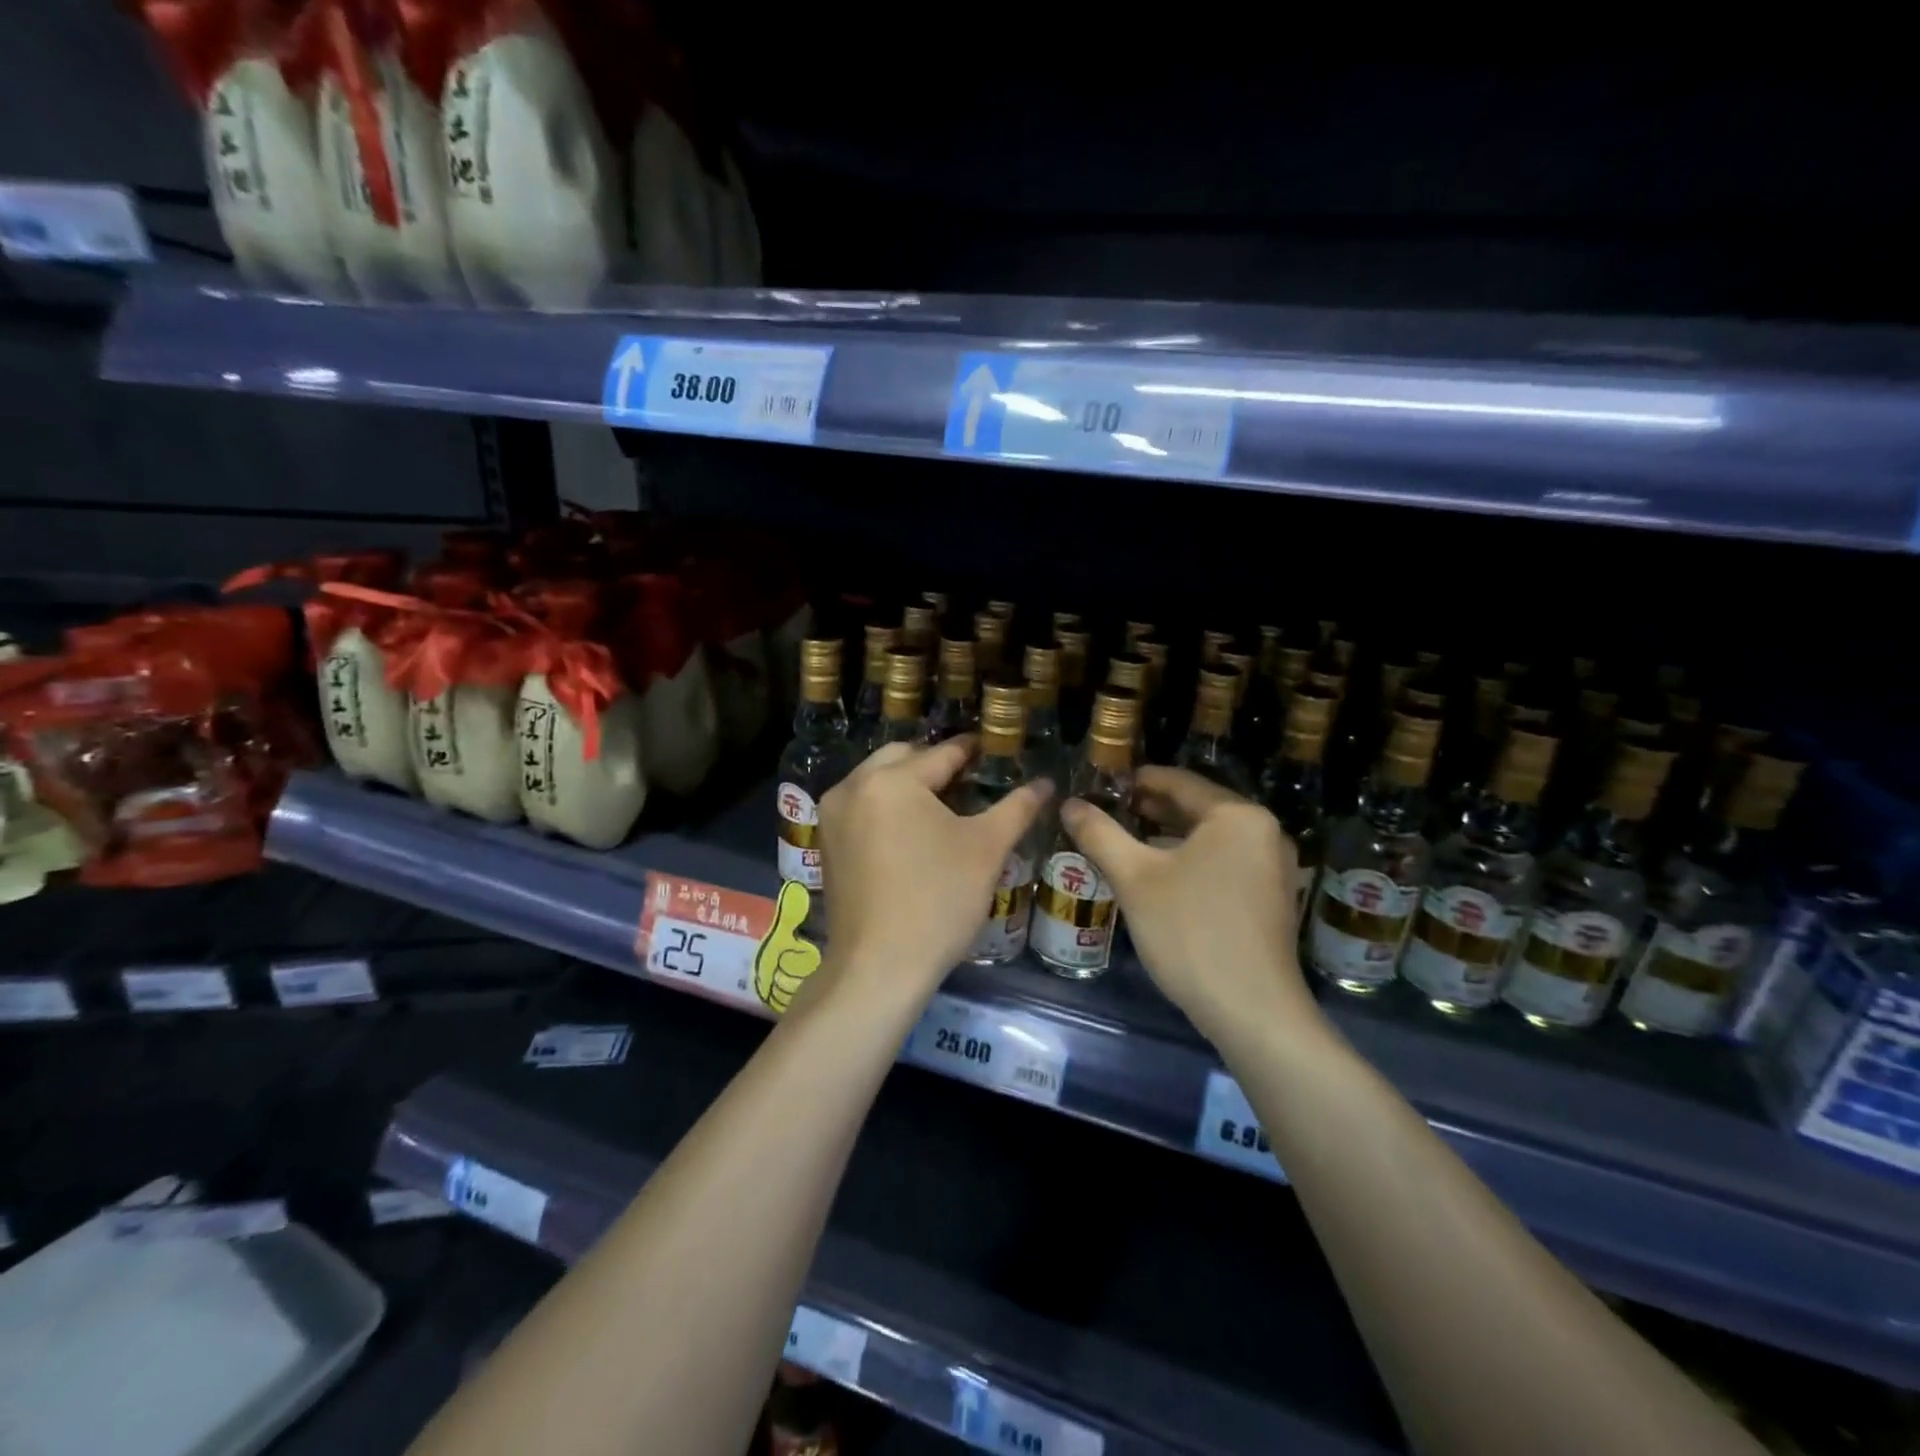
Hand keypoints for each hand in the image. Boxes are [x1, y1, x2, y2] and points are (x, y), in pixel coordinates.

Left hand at [818, 739, 1050, 1002]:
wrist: (879, 968)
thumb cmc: (938, 901)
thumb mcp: (986, 850)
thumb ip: (1017, 808)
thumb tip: (1046, 783)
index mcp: (891, 780)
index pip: (942, 753)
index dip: (973, 751)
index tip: (995, 749)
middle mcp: (853, 786)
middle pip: (903, 758)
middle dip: (936, 763)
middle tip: (971, 778)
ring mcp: (833, 815)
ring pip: (878, 781)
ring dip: (909, 783)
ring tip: (945, 804)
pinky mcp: (826, 843)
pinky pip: (862, 806)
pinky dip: (887, 806)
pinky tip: (912, 830)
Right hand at [1060, 766, 1320, 1046]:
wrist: (1252, 1012)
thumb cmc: (1191, 932)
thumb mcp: (1135, 879)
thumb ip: (1099, 834)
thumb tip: (1068, 804)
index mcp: (1237, 815)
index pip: (1179, 781)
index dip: (1136, 780)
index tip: (1101, 785)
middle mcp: (1263, 832)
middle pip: (1196, 808)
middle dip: (1149, 808)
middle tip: (1106, 813)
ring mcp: (1272, 868)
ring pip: (1209, 839)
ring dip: (1166, 837)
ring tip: (1123, 842)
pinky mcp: (1269, 899)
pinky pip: (1222, 863)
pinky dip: (1189, 861)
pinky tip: (1156, 876)